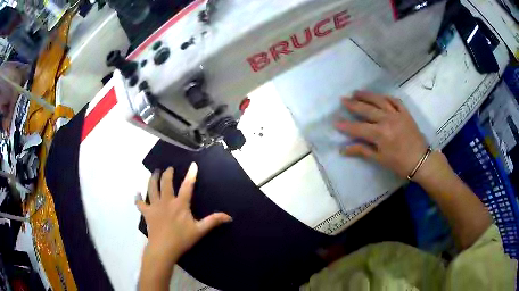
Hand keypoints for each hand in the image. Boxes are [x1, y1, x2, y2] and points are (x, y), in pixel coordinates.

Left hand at [136, 163, 231, 261]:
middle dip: (167, 173)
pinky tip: (136, 193)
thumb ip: (213, 221)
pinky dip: (138, 198)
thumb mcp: (200, 230)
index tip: (193, 164)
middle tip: (169, 168)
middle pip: (165, 182)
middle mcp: (166, 201)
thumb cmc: (182, 239)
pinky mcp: (147, 213)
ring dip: (153, 178)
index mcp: (180, 204)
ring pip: (152, 188)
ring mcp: (155, 206)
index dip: (191, 174)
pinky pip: (140, 203)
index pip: (187, 186)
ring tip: (155, 172)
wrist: (163, 248)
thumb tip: (229, 216)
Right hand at [335, 91, 427, 177]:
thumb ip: (362, 151)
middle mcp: (386, 120)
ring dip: (367, 95)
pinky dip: (386, 97)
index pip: (358, 128)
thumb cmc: (399, 163)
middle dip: (353, 104)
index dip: (346, 125)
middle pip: (366, 110)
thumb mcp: (380, 159)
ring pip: (379, 101)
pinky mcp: (405, 113)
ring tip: (356, 92)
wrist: (421, 161)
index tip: (335, 122)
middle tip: (343, 99)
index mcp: (379, 134)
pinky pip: (394, 101)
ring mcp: (397, 114)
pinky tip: (379, 96)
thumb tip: (343, 149)